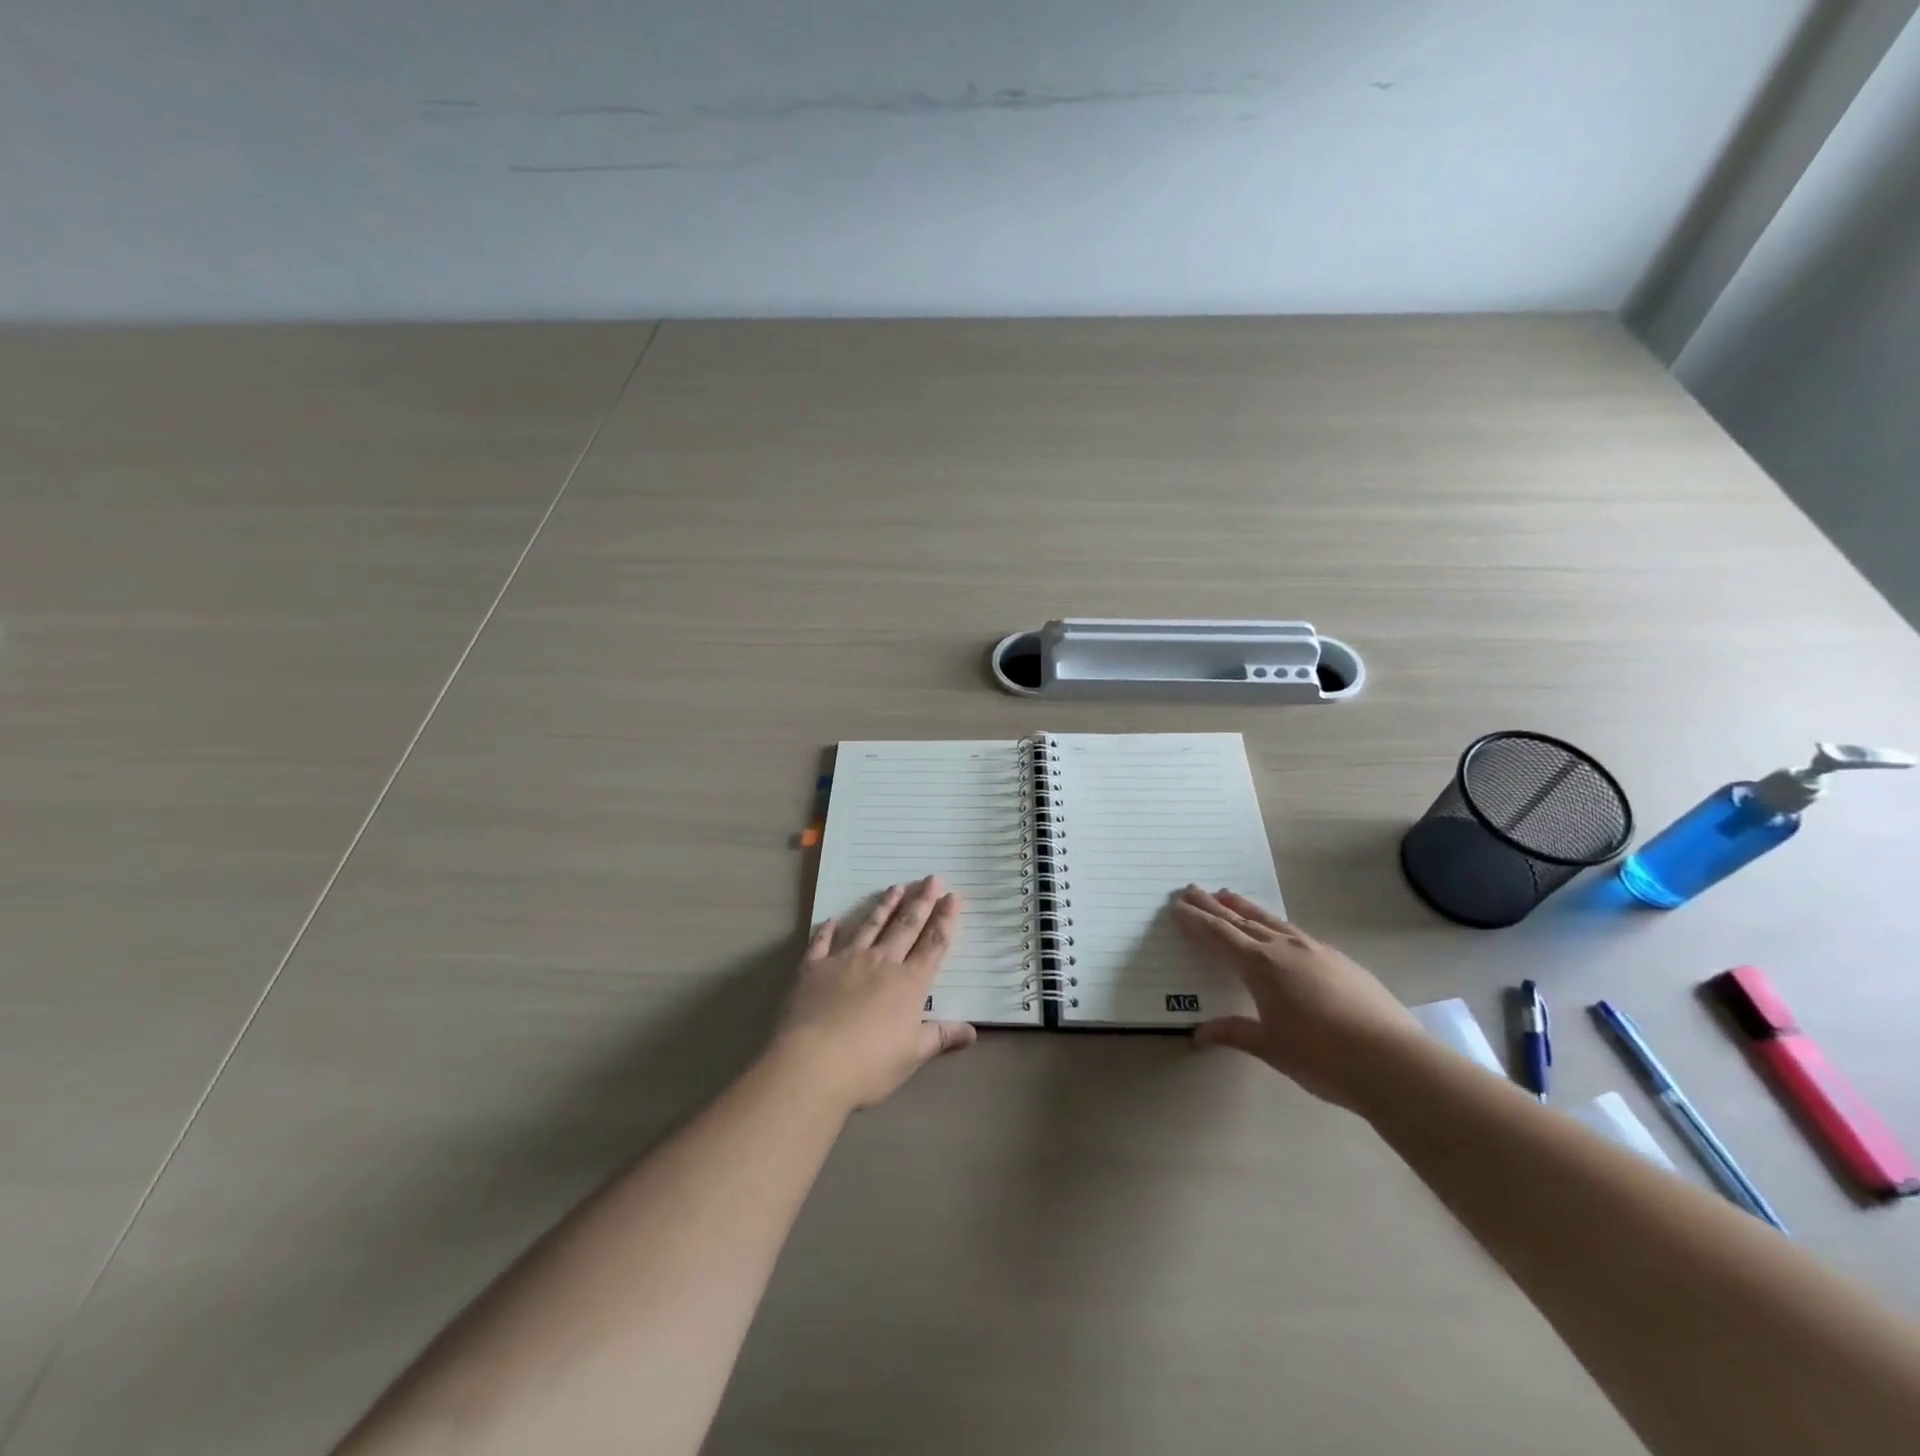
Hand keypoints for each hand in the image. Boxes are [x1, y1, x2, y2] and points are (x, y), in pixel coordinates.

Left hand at [771, 877, 977, 1111]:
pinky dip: (828, 930)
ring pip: (870, 926)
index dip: (945, 919)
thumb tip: (973, 1032)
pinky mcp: (814, 968)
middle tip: (931, 878)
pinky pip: (822, 943)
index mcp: (909, 983)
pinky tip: (833, 919)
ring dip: (884, 906)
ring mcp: (846, 961)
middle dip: (920, 901)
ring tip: (895, 887)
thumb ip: (941, 1037)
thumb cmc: (869, 1065)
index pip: (933, 944)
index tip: (953, 896)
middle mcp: (881, 963)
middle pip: (905, 926)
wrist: (812, 1064)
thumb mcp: (913, 1055)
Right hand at [1172, 886, 1422, 1108]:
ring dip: (1244, 906)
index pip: (1218, 935)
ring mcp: (1314, 950)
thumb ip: (1234, 1033)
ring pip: (1270, 920)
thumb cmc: (1321, 1057)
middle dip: (1212, 905)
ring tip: (1227, 894)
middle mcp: (1282, 948)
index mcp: (1259, 966)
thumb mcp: (1270, 1047)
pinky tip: (1278, 930)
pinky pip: (1295, 931)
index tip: (1177, 905)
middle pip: (1240, 919)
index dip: (1196, 920)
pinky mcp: (1338, 959)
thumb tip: (1199, 1034)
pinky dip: (1274, 924)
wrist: (1391, 1060)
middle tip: (1191, 889)